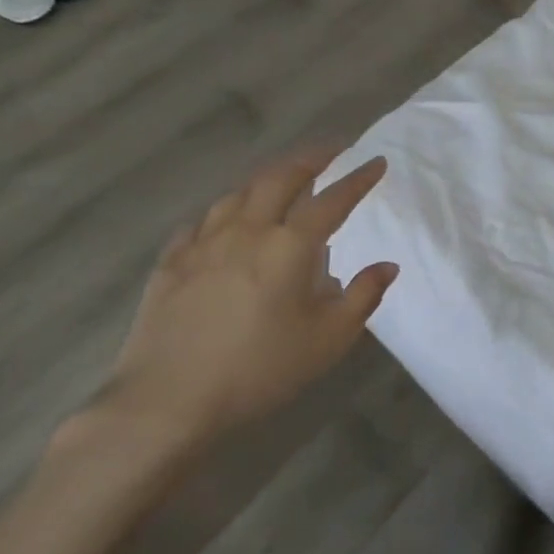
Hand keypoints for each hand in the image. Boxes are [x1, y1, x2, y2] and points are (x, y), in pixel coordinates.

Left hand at [103, 151, 397, 447]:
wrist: (167, 402)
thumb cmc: (260, 370)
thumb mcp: (328, 340)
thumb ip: (362, 296)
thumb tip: (387, 266)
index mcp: (290, 246)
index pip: (333, 199)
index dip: (358, 178)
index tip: (377, 162)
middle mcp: (247, 231)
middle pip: (280, 177)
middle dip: (311, 158)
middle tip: (331, 151)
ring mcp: (203, 244)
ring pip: (239, 192)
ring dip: (268, 178)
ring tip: (283, 179)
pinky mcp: (171, 263)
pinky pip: (202, 220)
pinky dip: (225, 210)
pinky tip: (226, 220)